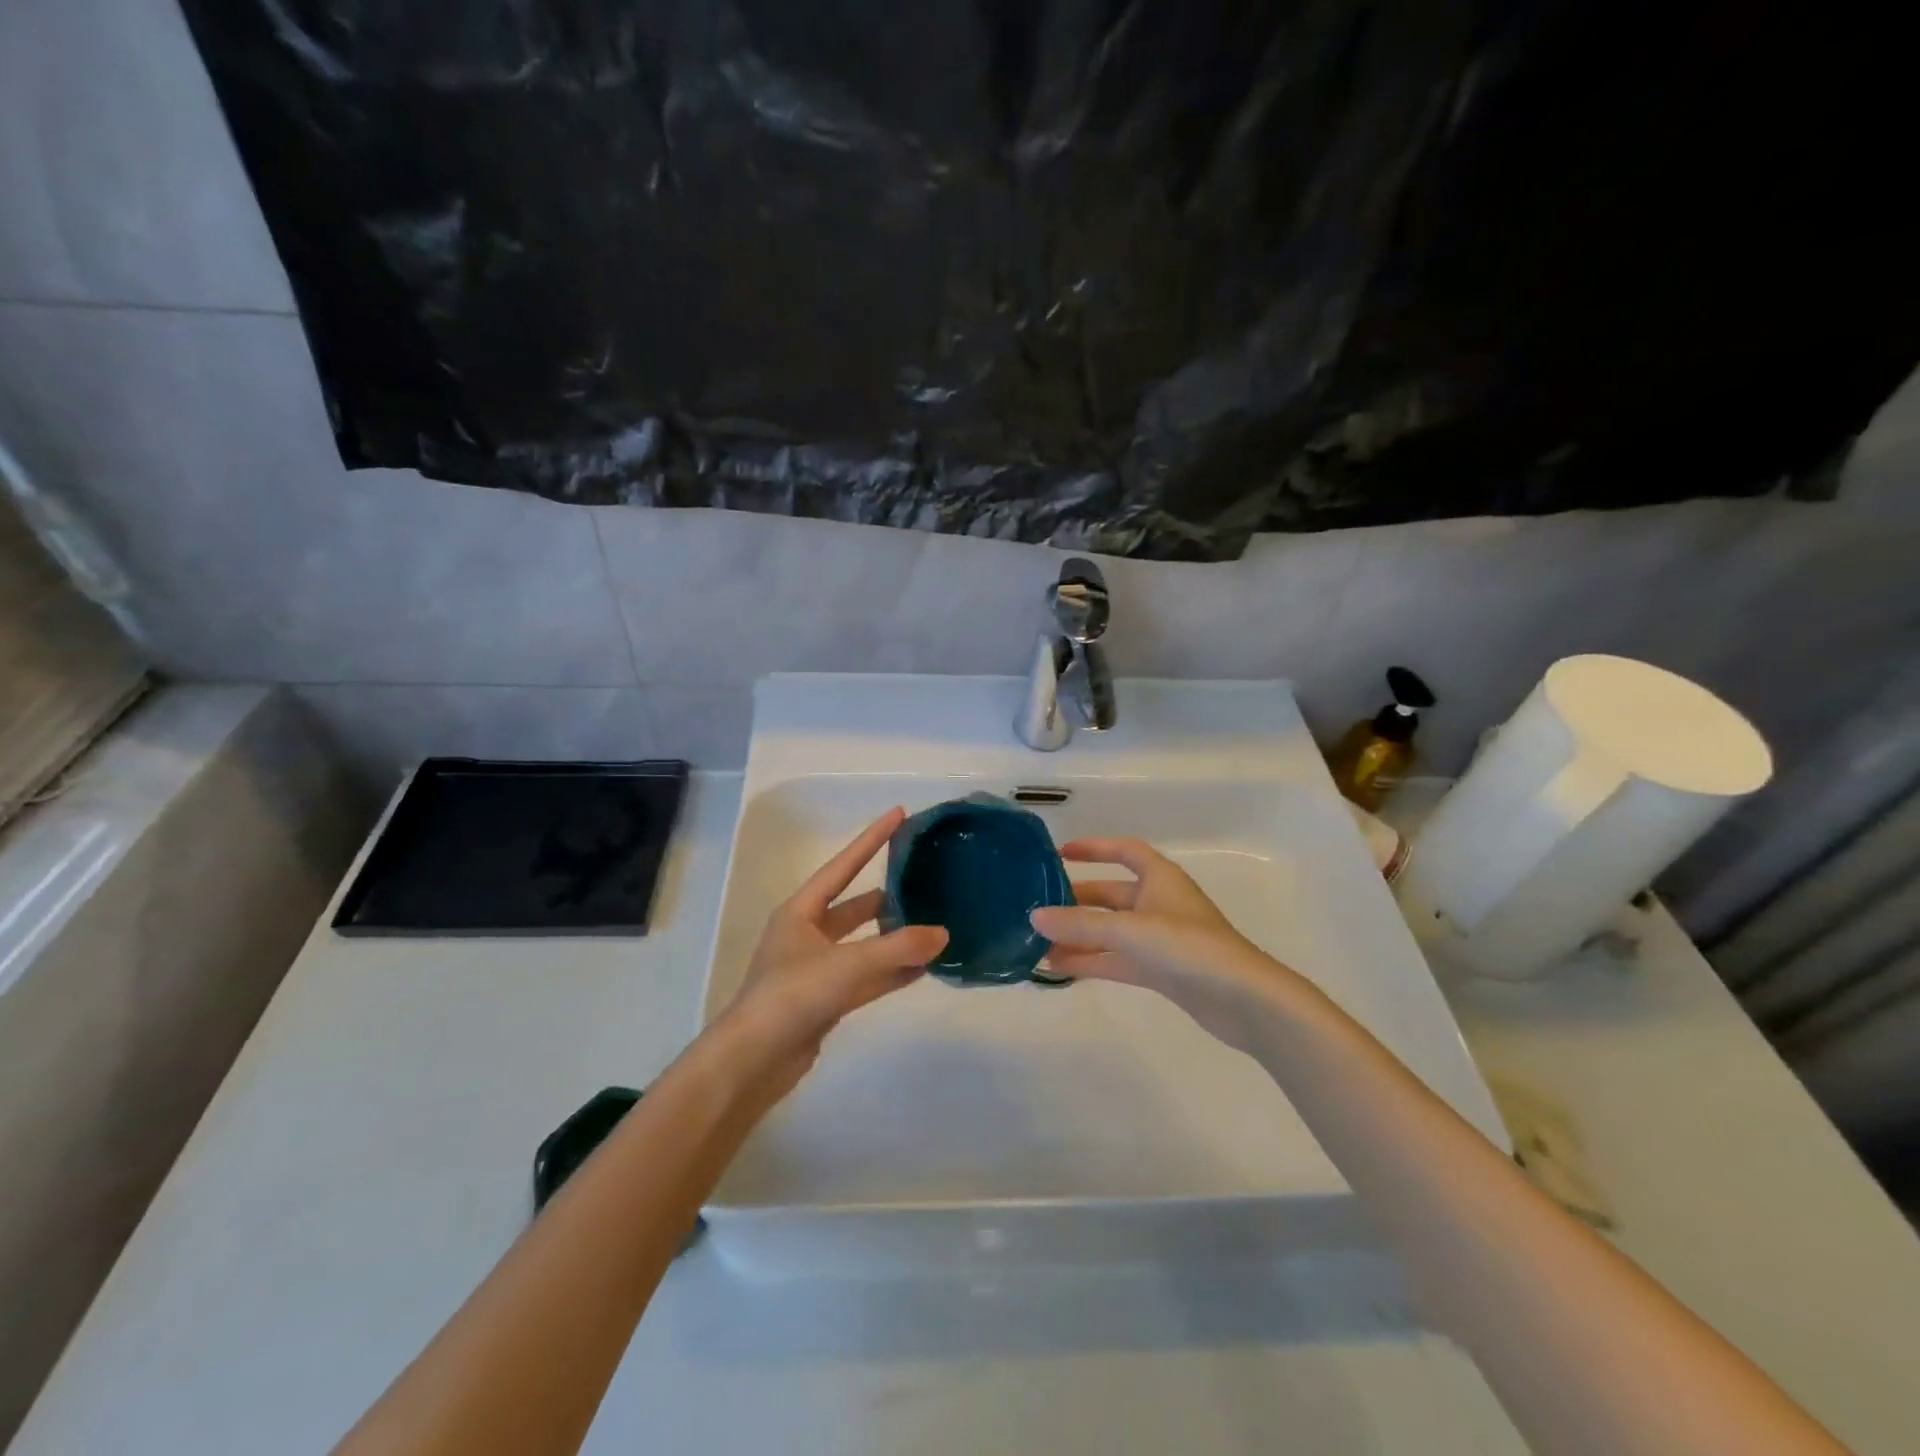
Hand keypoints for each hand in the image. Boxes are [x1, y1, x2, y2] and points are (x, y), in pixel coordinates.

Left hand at [715, 808, 946, 1104]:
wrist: (751, 1063)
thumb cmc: (791, 997)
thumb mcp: (847, 965)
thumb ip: (897, 948)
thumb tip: (943, 934)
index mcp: (801, 911)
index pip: (844, 865)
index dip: (872, 838)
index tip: (899, 814)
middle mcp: (807, 934)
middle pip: (856, 906)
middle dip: (890, 895)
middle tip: (927, 881)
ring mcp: (816, 969)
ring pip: (865, 945)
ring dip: (895, 938)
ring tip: (934, 925)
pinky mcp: (826, 1000)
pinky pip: (866, 977)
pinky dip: (891, 971)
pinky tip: (922, 968)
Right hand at [1032, 838, 1299, 1053]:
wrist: (1245, 1001)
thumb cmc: (1191, 947)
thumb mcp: (1131, 930)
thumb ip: (1081, 924)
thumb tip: (1034, 916)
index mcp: (1160, 878)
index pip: (1125, 851)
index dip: (1095, 848)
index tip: (1061, 853)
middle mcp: (1159, 903)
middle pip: (1111, 895)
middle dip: (1077, 901)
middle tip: (1039, 908)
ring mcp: (1160, 940)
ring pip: (1110, 932)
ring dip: (1078, 936)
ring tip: (1039, 944)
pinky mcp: (1161, 972)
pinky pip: (1116, 960)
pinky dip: (1091, 962)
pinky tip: (1060, 968)